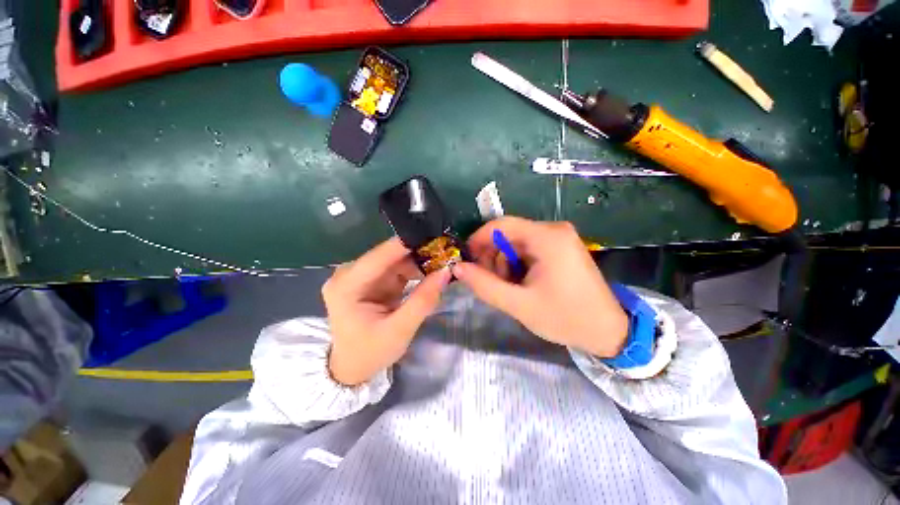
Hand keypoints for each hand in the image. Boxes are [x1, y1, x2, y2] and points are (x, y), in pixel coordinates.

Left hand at [323, 237, 450, 385]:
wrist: (352, 368)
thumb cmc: (370, 353)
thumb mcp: (399, 330)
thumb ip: (423, 300)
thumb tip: (446, 271)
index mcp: (347, 285)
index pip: (381, 255)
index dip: (409, 243)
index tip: (436, 237)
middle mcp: (350, 273)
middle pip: (389, 255)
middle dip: (418, 252)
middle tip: (447, 250)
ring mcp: (361, 276)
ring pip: (396, 260)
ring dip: (419, 261)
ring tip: (444, 259)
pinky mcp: (372, 281)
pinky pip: (396, 269)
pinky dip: (414, 270)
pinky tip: (432, 270)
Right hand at [452, 217, 627, 357]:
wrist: (608, 331)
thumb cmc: (565, 318)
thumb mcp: (519, 304)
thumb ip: (484, 285)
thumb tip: (458, 268)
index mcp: (547, 238)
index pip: (501, 225)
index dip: (478, 239)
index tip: (467, 259)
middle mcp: (554, 230)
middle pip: (508, 233)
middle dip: (492, 256)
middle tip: (488, 281)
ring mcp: (559, 237)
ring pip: (516, 242)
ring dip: (504, 262)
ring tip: (507, 287)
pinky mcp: (561, 247)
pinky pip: (528, 248)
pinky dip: (517, 263)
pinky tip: (520, 282)